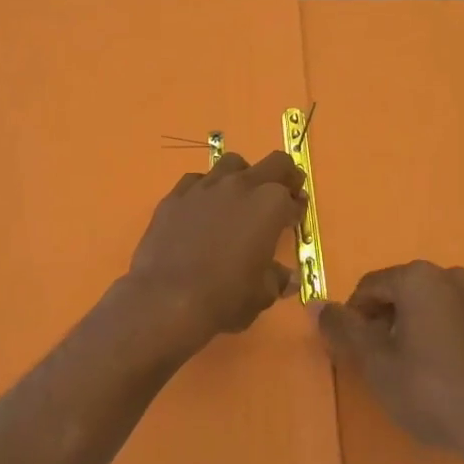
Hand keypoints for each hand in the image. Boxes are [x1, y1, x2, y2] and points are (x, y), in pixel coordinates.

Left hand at [116, 151, 306, 360]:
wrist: (166, 300)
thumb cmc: (225, 298)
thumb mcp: (262, 295)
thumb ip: (277, 278)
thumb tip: (286, 278)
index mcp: (270, 206)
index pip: (293, 197)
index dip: (297, 208)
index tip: (294, 218)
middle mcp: (240, 186)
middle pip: (273, 163)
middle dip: (283, 176)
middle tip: (279, 196)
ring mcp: (205, 186)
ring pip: (231, 163)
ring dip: (242, 176)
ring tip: (238, 199)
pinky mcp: (176, 195)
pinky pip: (196, 180)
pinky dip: (206, 190)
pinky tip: (202, 210)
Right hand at [319, 262, 463, 463]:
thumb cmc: (430, 391)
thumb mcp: (376, 363)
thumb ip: (343, 328)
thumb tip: (315, 304)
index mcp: (419, 278)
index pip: (370, 286)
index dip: (354, 317)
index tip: (352, 350)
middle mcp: (451, 277)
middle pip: (401, 293)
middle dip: (383, 321)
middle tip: (378, 362)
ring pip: (429, 307)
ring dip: (412, 328)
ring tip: (409, 370)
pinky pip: (455, 322)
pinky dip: (440, 338)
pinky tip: (442, 375)